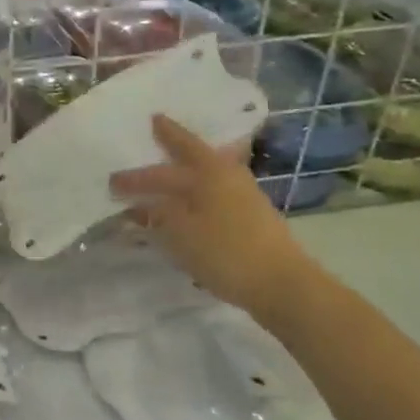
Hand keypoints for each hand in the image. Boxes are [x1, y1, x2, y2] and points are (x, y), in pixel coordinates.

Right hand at [110, 113, 312, 322]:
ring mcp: (243, 196)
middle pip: (193, 157)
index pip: (172, 155)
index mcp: (209, 171)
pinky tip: (184, 208)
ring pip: (204, 177)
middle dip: (171, 149)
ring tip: (163, 175)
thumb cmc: (225, 252)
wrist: (281, 284)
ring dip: (182, 177)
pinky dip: (193, 198)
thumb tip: (145, 205)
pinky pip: (212, 197)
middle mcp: (227, 176)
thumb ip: (159, 213)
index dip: (150, 153)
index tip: (137, 138)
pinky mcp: (250, 218)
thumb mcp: (180, 232)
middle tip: (155, 135)